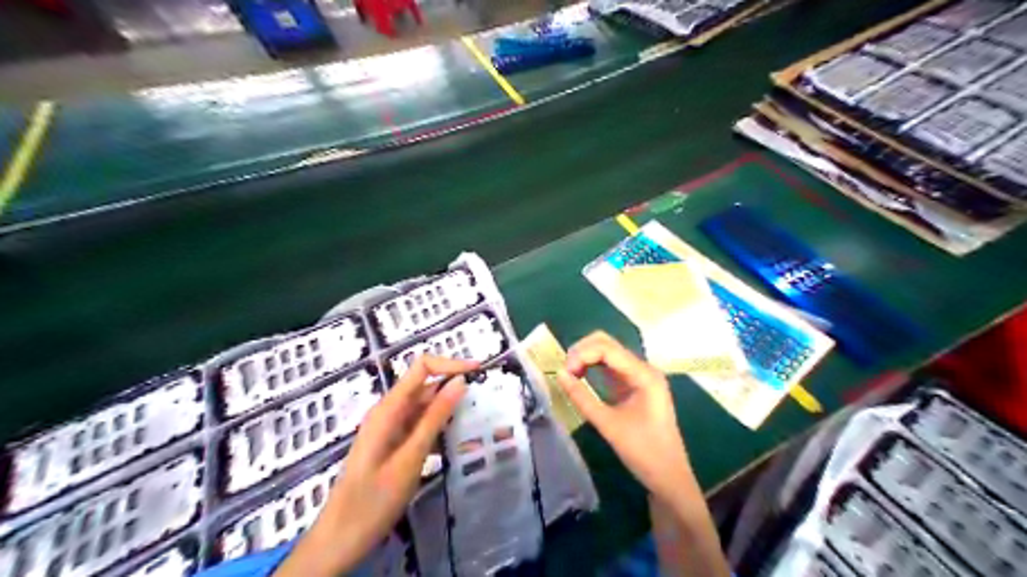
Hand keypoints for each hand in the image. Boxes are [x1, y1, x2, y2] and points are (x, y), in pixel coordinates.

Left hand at [276, 355, 478, 575]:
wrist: (339, 539)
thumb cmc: (374, 500)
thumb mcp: (411, 458)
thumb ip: (435, 418)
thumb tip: (460, 381)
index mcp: (389, 408)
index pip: (422, 367)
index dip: (451, 364)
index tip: (479, 371)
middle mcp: (389, 411)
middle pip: (425, 385)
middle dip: (454, 387)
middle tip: (485, 400)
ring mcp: (390, 427)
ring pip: (424, 406)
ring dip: (449, 409)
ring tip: (477, 419)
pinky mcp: (393, 443)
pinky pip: (419, 425)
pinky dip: (439, 427)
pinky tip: (457, 440)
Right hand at [558, 333, 693, 505]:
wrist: (669, 477)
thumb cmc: (643, 452)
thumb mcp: (608, 425)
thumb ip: (582, 398)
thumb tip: (559, 375)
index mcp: (644, 375)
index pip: (607, 348)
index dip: (581, 354)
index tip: (564, 372)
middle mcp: (643, 369)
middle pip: (608, 343)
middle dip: (582, 351)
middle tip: (565, 371)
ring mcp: (640, 376)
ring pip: (608, 352)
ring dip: (587, 357)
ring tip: (569, 374)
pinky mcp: (635, 385)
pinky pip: (611, 367)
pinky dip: (593, 367)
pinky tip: (580, 376)